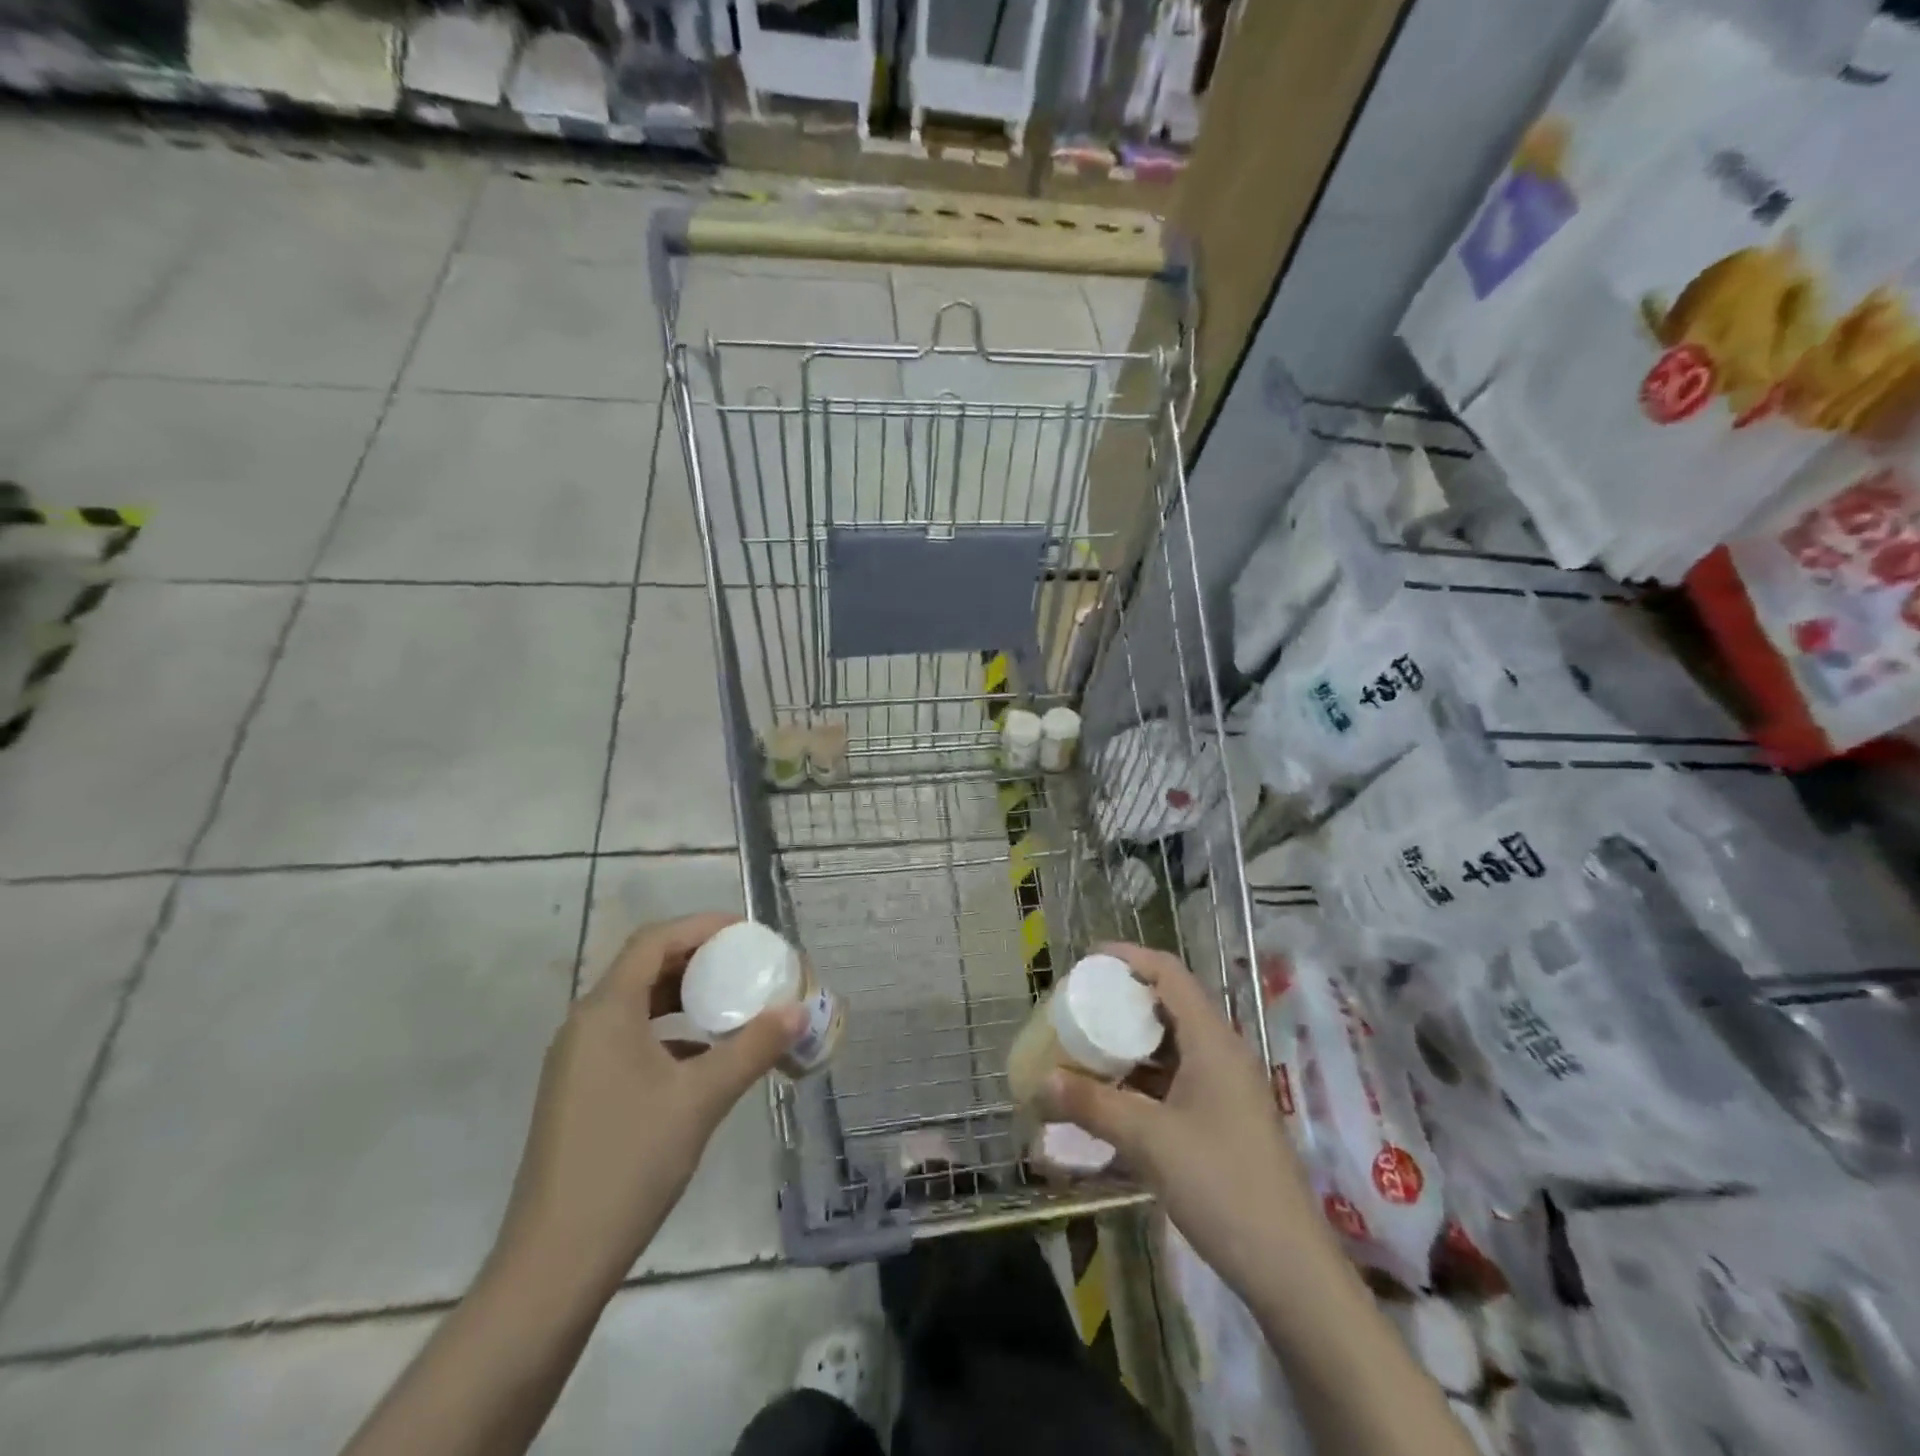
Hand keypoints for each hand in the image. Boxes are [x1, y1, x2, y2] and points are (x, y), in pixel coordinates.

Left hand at [490, 912, 806, 1304]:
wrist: (555, 1263)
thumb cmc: (629, 1163)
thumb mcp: (701, 1098)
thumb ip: (752, 1048)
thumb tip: (798, 1011)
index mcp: (606, 1011)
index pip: (654, 941)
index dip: (702, 927)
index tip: (747, 932)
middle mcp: (586, 1025)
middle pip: (645, 967)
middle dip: (699, 959)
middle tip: (747, 964)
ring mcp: (579, 1061)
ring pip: (638, 1005)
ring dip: (686, 997)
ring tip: (733, 1002)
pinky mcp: (582, 1092)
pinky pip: (632, 1039)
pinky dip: (671, 1033)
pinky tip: (706, 1057)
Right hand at [1040, 943, 1322, 1293]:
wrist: (1289, 1269)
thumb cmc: (1221, 1186)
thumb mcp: (1149, 1141)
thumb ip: (1093, 1105)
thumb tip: (1041, 1081)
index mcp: (1212, 1041)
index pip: (1169, 973)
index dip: (1129, 957)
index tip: (1087, 961)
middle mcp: (1222, 1054)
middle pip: (1170, 1004)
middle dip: (1123, 1001)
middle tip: (1079, 1007)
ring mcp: (1226, 1088)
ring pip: (1173, 1044)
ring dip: (1131, 1042)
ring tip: (1087, 1047)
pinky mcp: (1224, 1118)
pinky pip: (1178, 1078)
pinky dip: (1144, 1077)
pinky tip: (1114, 1096)